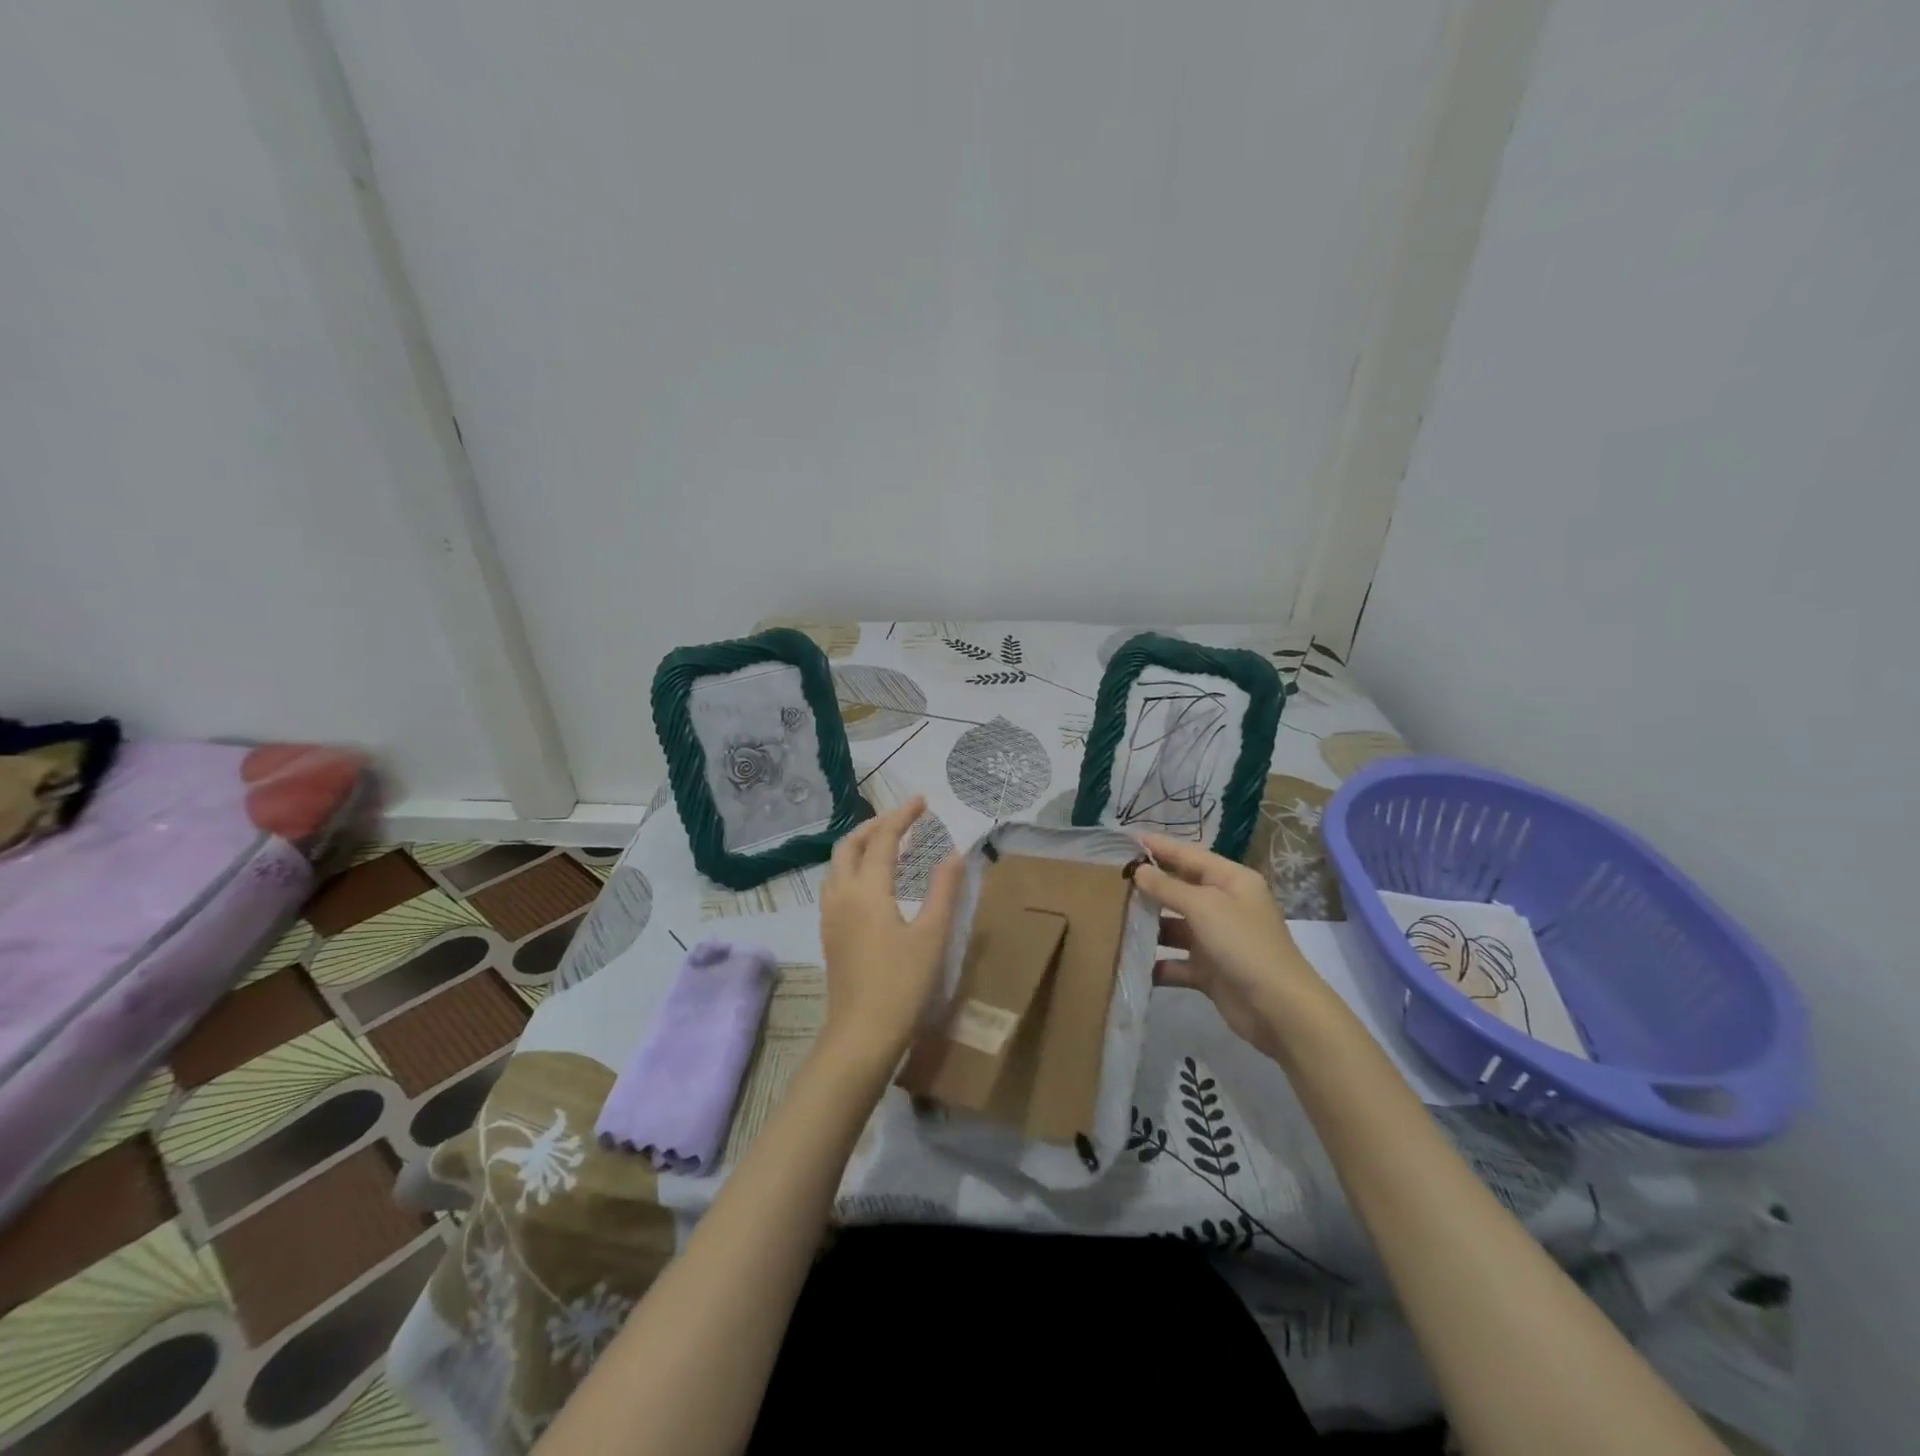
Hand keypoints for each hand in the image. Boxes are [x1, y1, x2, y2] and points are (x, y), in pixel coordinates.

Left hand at [816, 797, 963, 1074]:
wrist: (861, 1034)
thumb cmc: (902, 984)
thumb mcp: (932, 936)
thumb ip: (943, 890)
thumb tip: (954, 854)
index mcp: (867, 890)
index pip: (883, 839)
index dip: (903, 816)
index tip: (922, 801)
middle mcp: (842, 895)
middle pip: (850, 844)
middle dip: (875, 825)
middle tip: (904, 820)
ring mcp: (830, 915)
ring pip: (838, 864)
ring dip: (860, 845)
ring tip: (888, 844)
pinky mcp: (829, 933)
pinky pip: (835, 884)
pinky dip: (853, 867)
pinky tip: (872, 882)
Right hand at [1131, 833, 1324, 1058]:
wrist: (1279, 1009)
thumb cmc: (1243, 944)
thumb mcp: (1204, 906)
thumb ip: (1168, 887)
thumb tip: (1138, 870)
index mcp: (1231, 880)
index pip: (1189, 854)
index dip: (1158, 846)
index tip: (1124, 839)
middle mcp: (1224, 905)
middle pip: (1179, 888)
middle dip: (1148, 884)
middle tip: (1108, 878)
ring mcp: (1216, 939)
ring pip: (1174, 926)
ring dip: (1148, 925)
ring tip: (1110, 917)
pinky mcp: (1208, 971)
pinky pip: (1175, 962)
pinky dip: (1156, 963)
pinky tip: (1128, 960)